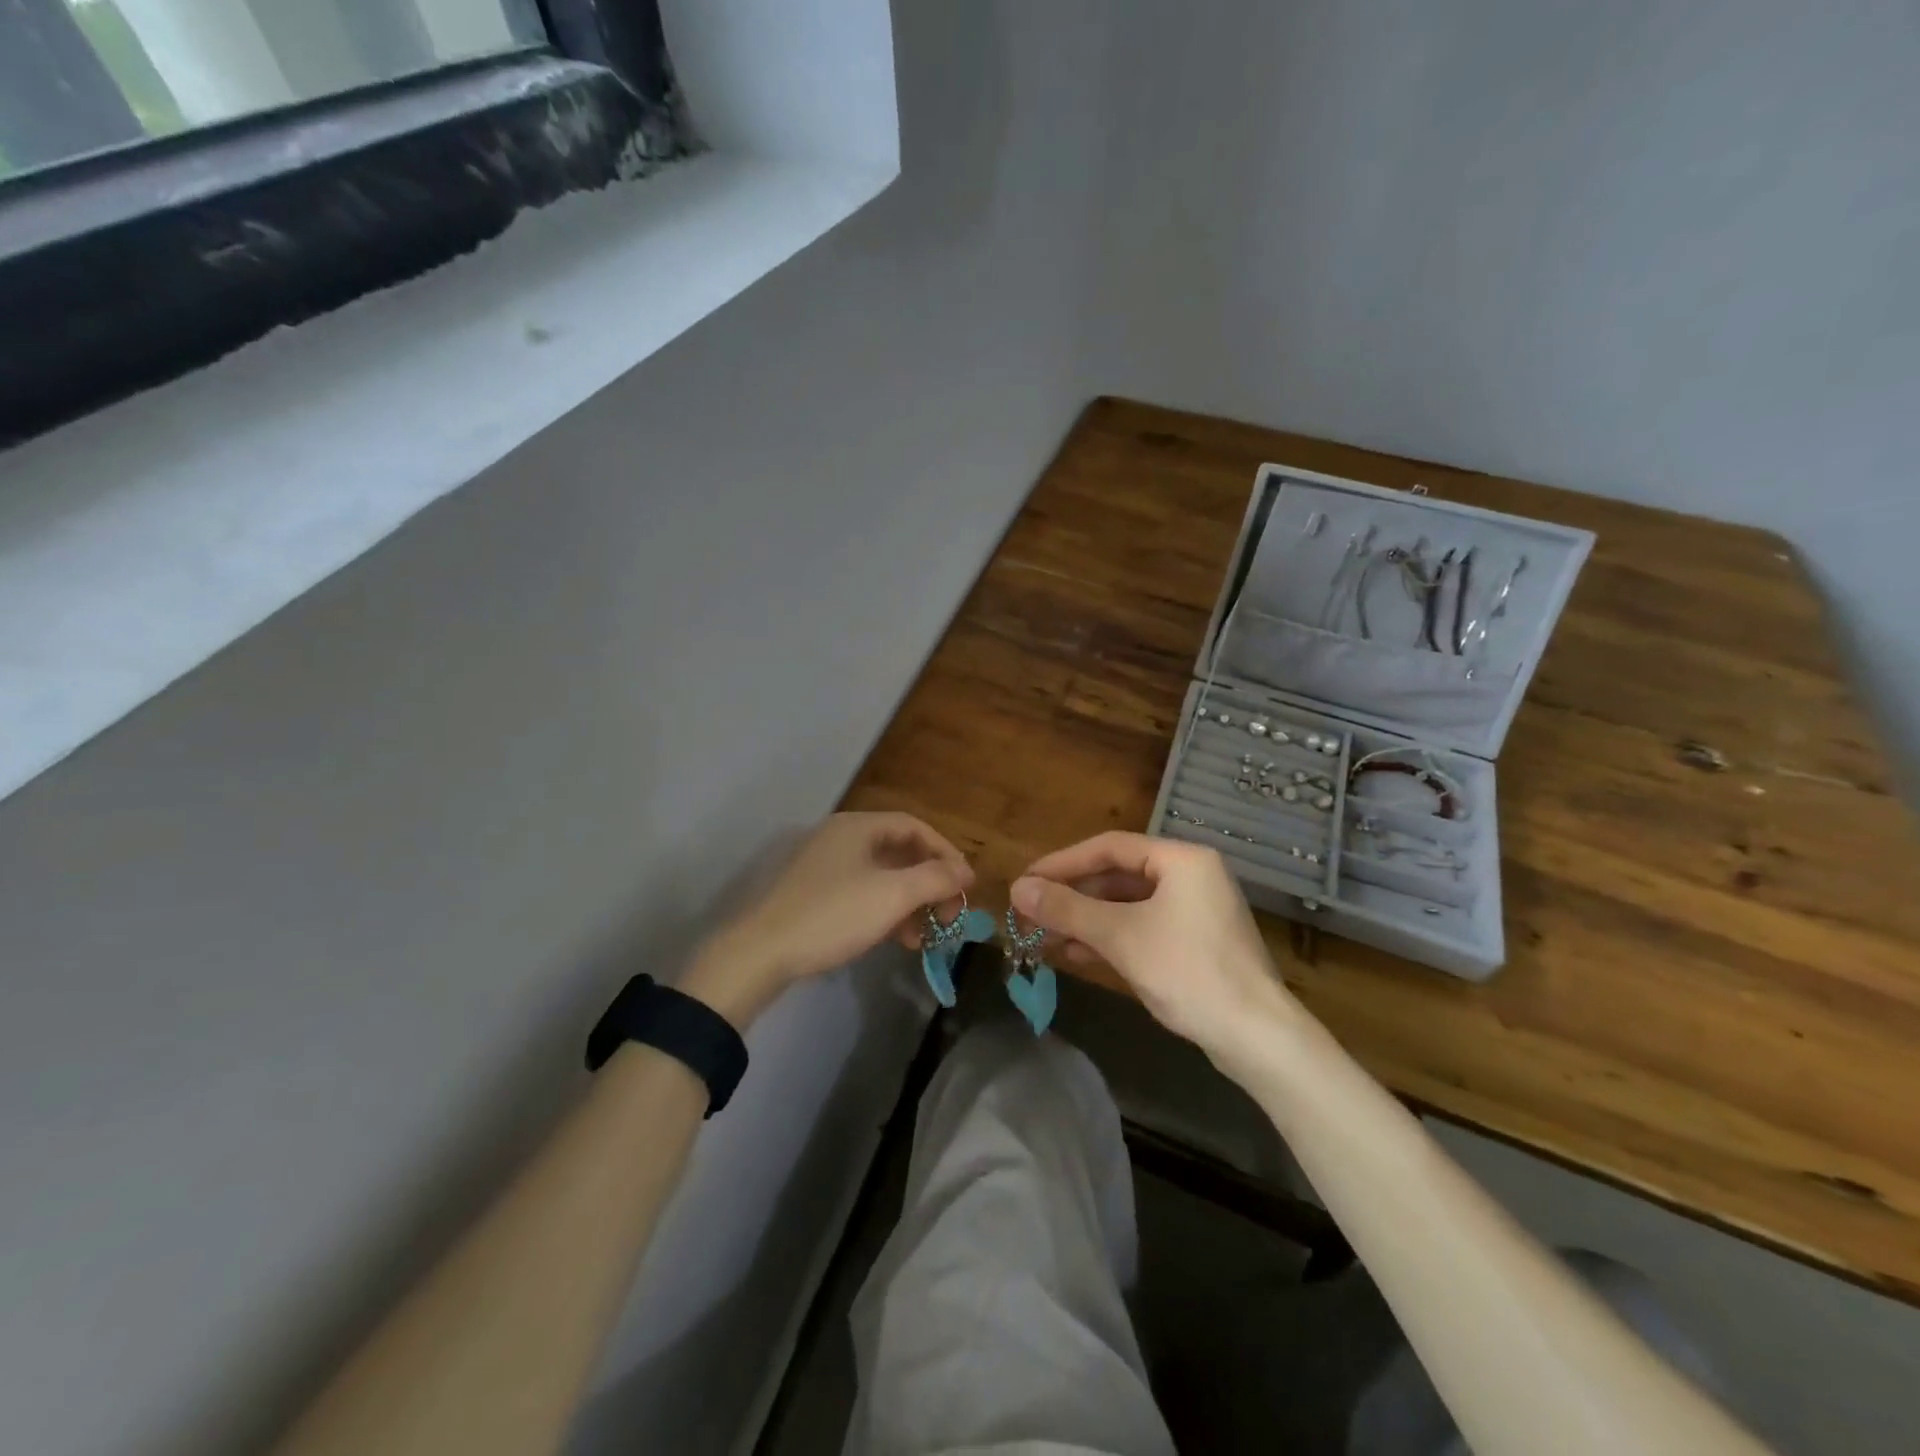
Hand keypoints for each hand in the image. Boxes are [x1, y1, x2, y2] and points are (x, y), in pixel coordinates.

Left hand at [682, 812, 972, 1026]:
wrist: (760, 953)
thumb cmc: (833, 915)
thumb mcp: (893, 895)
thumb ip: (935, 879)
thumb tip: (965, 872)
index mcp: (858, 827)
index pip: (915, 827)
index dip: (946, 852)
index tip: (966, 885)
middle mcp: (841, 838)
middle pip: (900, 852)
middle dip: (930, 883)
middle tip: (949, 913)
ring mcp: (824, 867)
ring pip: (882, 877)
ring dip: (910, 902)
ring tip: (926, 935)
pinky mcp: (813, 895)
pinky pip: (862, 894)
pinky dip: (885, 911)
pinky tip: (897, 940)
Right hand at [1011, 832, 1302, 1067]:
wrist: (1256, 1038)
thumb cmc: (1188, 972)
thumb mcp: (1120, 936)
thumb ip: (1067, 909)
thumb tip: (1017, 889)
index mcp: (1181, 859)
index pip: (1109, 847)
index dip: (1062, 862)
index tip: (1026, 881)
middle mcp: (1190, 876)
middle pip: (1117, 875)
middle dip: (1072, 896)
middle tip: (1030, 912)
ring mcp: (1194, 910)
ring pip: (1127, 905)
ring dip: (1085, 920)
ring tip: (1043, 937)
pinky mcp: (1194, 942)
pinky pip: (1142, 927)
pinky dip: (1109, 937)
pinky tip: (1075, 953)